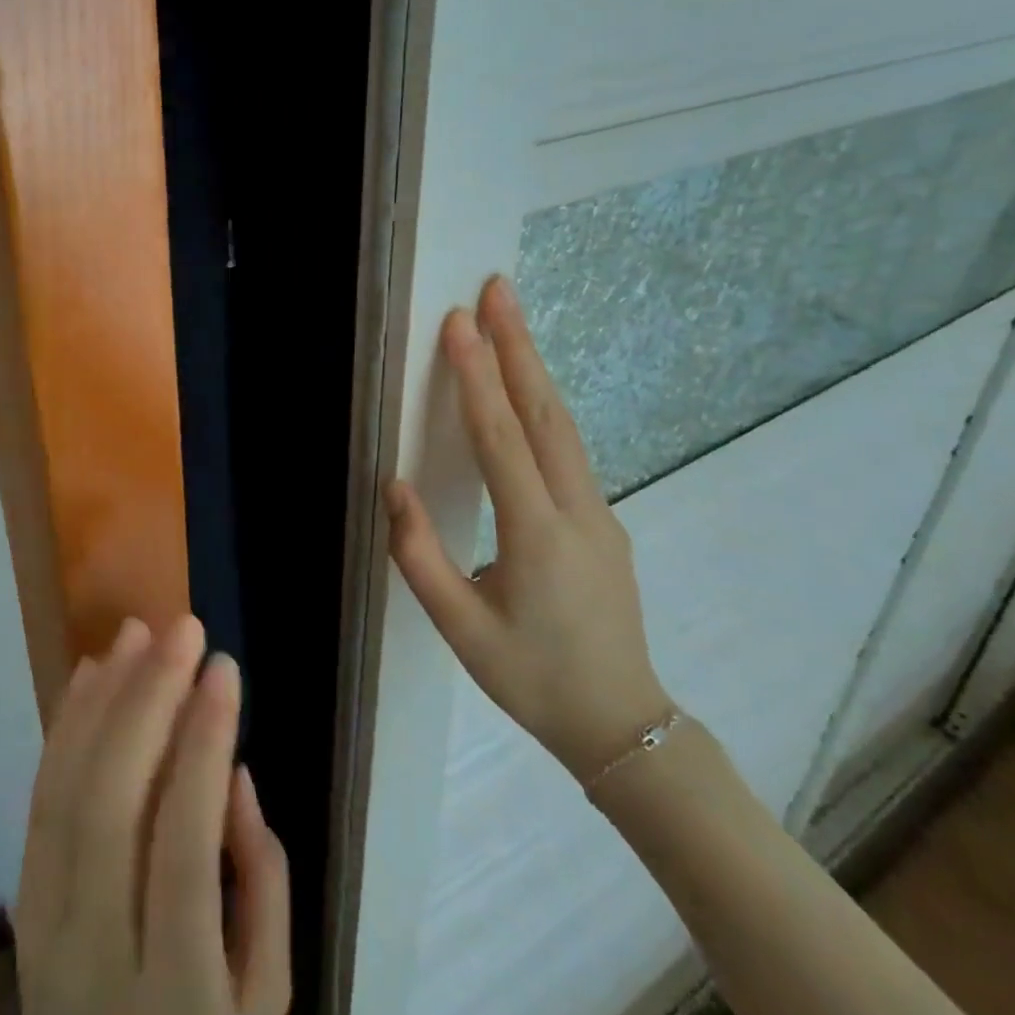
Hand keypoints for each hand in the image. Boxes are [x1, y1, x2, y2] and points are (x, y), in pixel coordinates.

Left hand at [14, 616, 291, 1014]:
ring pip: (65, 793)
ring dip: (102, 699)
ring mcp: (44, 928)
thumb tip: (231, 773)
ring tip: (136, 632)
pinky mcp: (22, 906)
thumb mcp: (266, 1001)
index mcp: (174, 986)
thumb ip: (263, 885)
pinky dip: (65, 729)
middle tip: (182, 629)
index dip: (204, 744)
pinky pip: (39, 803)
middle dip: (149, 700)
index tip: (224, 667)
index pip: (184, 843)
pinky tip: (90, 675)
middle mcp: (95, 952)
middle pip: (112, 805)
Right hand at [385, 274, 671, 781]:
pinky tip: (525, 389)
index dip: (477, 378)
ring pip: (562, 426)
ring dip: (533, 368)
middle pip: (545, 413)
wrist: (622, 724)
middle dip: (518, 346)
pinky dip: (542, 406)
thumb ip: (419, 555)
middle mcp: (577, 511)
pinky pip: (567, 450)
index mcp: (537, 536)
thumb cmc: (531, 678)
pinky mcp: (603, 521)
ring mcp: (600, 513)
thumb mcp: (460, 628)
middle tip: (497, 290)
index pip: (501, 439)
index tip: (460, 324)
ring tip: (508, 320)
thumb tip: (392, 485)